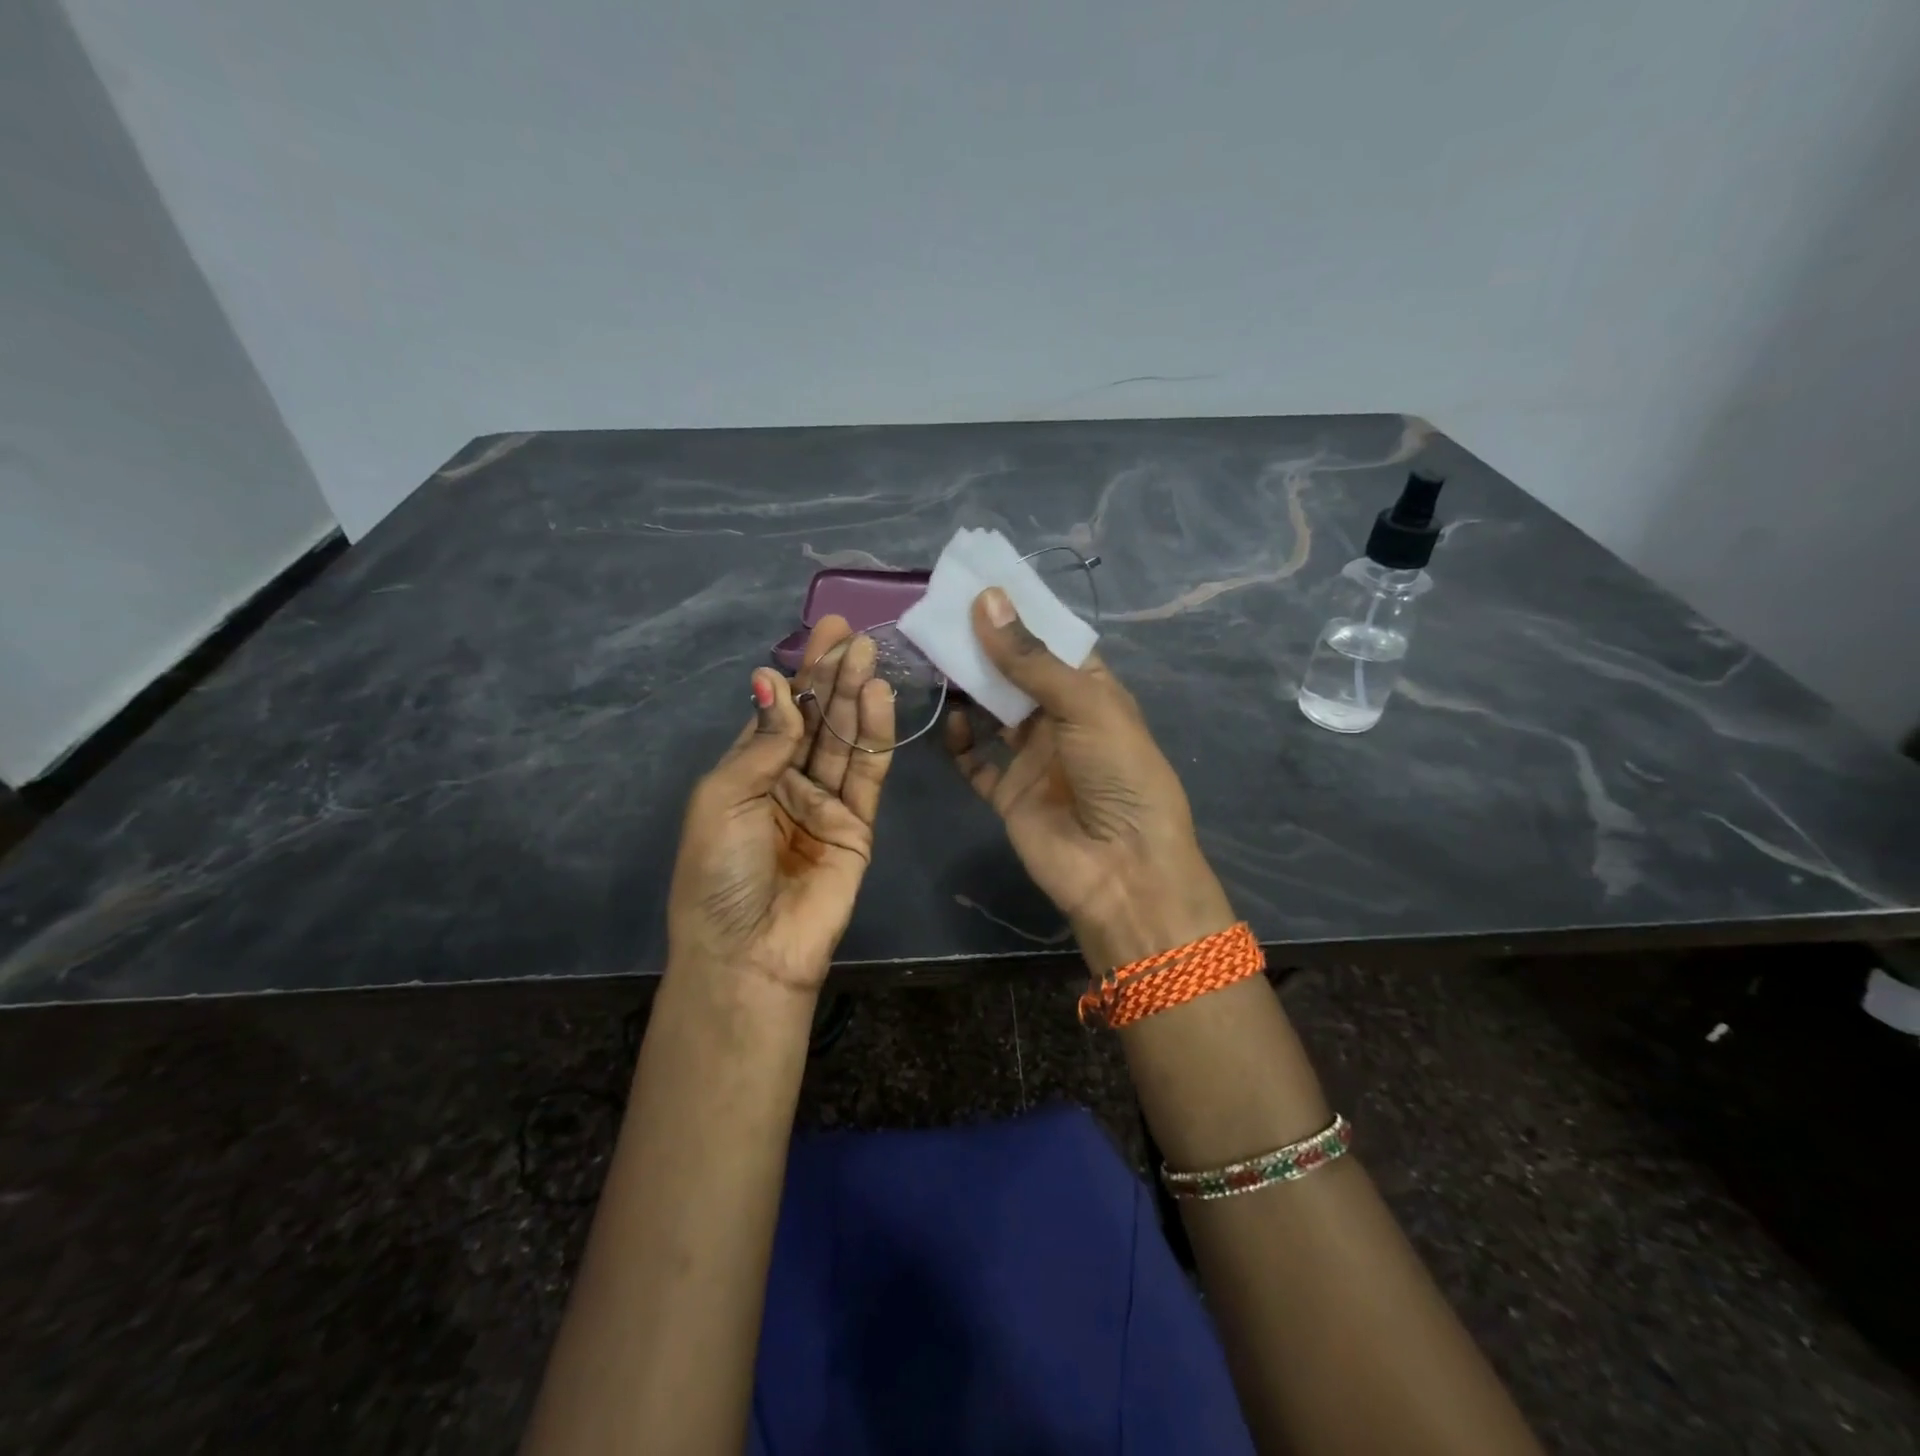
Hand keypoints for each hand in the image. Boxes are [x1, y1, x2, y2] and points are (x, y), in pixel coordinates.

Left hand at [667, 616, 894, 994]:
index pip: (779, 711)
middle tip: (854, 633)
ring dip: (856, 696)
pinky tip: (879, 698)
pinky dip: (875, 735)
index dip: (801, 674)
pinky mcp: (858, 825)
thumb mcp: (724, 797)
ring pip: (845, 740)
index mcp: (747, 773)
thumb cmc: (719, 873)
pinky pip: (868, 773)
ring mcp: (825, 803)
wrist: (749, 952)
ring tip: (870, 654)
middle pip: (817, 720)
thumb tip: (774, 681)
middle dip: (833, 675)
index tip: (823, 633)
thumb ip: (763, 742)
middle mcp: (787, 781)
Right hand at [943, 588, 1235, 970]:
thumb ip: (1031, 658)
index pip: (1052, 643)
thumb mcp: (1084, 704)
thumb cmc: (1118, 773)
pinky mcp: (1009, 793)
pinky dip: (961, 742)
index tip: (978, 585)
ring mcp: (1033, 758)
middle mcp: (1061, 720)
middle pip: (1016, 675)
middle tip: (942, 615)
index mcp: (1092, 692)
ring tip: (934, 656)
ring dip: (968, 688)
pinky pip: (977, 762)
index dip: (1020, 616)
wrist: (1121, 869)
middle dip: (985, 647)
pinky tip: (950, 721)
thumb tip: (986, 599)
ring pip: (992, 713)